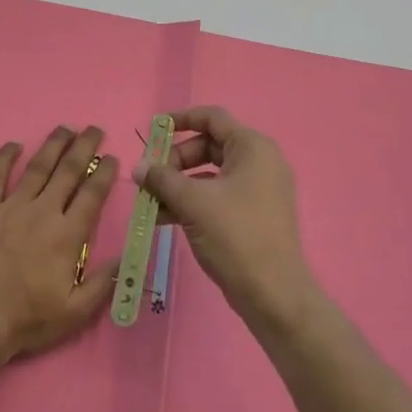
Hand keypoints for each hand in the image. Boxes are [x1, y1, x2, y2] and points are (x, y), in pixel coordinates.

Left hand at [0, 126, 120, 364]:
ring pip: (36, 167)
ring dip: (53, 144)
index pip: (92, 193)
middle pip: (67, 170)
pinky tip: (13, 145)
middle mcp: (42, 212)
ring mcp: (10, 207)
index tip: (112, 157)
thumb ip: (105, 282)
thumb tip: (131, 257)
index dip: (104, 172)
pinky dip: (4, 157)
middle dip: (84, 147)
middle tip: (94, 129)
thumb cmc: (28, 319)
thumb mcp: (77, 311)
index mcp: (67, 234)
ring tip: (65, 128)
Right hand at [135, 107, 320, 334]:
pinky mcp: (251, 214)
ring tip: (148, 202)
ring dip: (177, 185)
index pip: (212, 118)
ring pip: (208, 174)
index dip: (180, 119)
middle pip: (207, 146)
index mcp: (252, 147)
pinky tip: (162, 218)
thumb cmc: (236, 236)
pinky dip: (190, 202)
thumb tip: (139, 167)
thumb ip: (162, 179)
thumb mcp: (193, 203)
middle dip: (174, 160)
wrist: (273, 293)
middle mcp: (258, 162)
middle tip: (149, 178)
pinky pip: (215, 196)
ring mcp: (257, 189)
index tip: (152, 130)